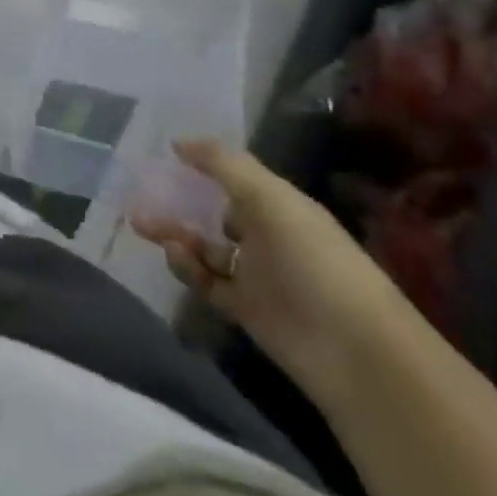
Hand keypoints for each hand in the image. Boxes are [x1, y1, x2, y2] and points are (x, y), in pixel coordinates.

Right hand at [130, 141, 425, 405]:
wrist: (356, 353)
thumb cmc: (314, 260)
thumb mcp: (270, 198)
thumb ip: (223, 164)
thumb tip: (178, 142)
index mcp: (279, 205)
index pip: (235, 178)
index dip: (203, 166)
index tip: (166, 156)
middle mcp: (268, 235)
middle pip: (214, 211)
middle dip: (179, 202)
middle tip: (140, 195)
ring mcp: (257, 274)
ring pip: (206, 247)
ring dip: (176, 233)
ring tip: (143, 224)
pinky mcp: (246, 310)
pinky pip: (207, 281)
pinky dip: (187, 267)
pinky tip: (172, 255)